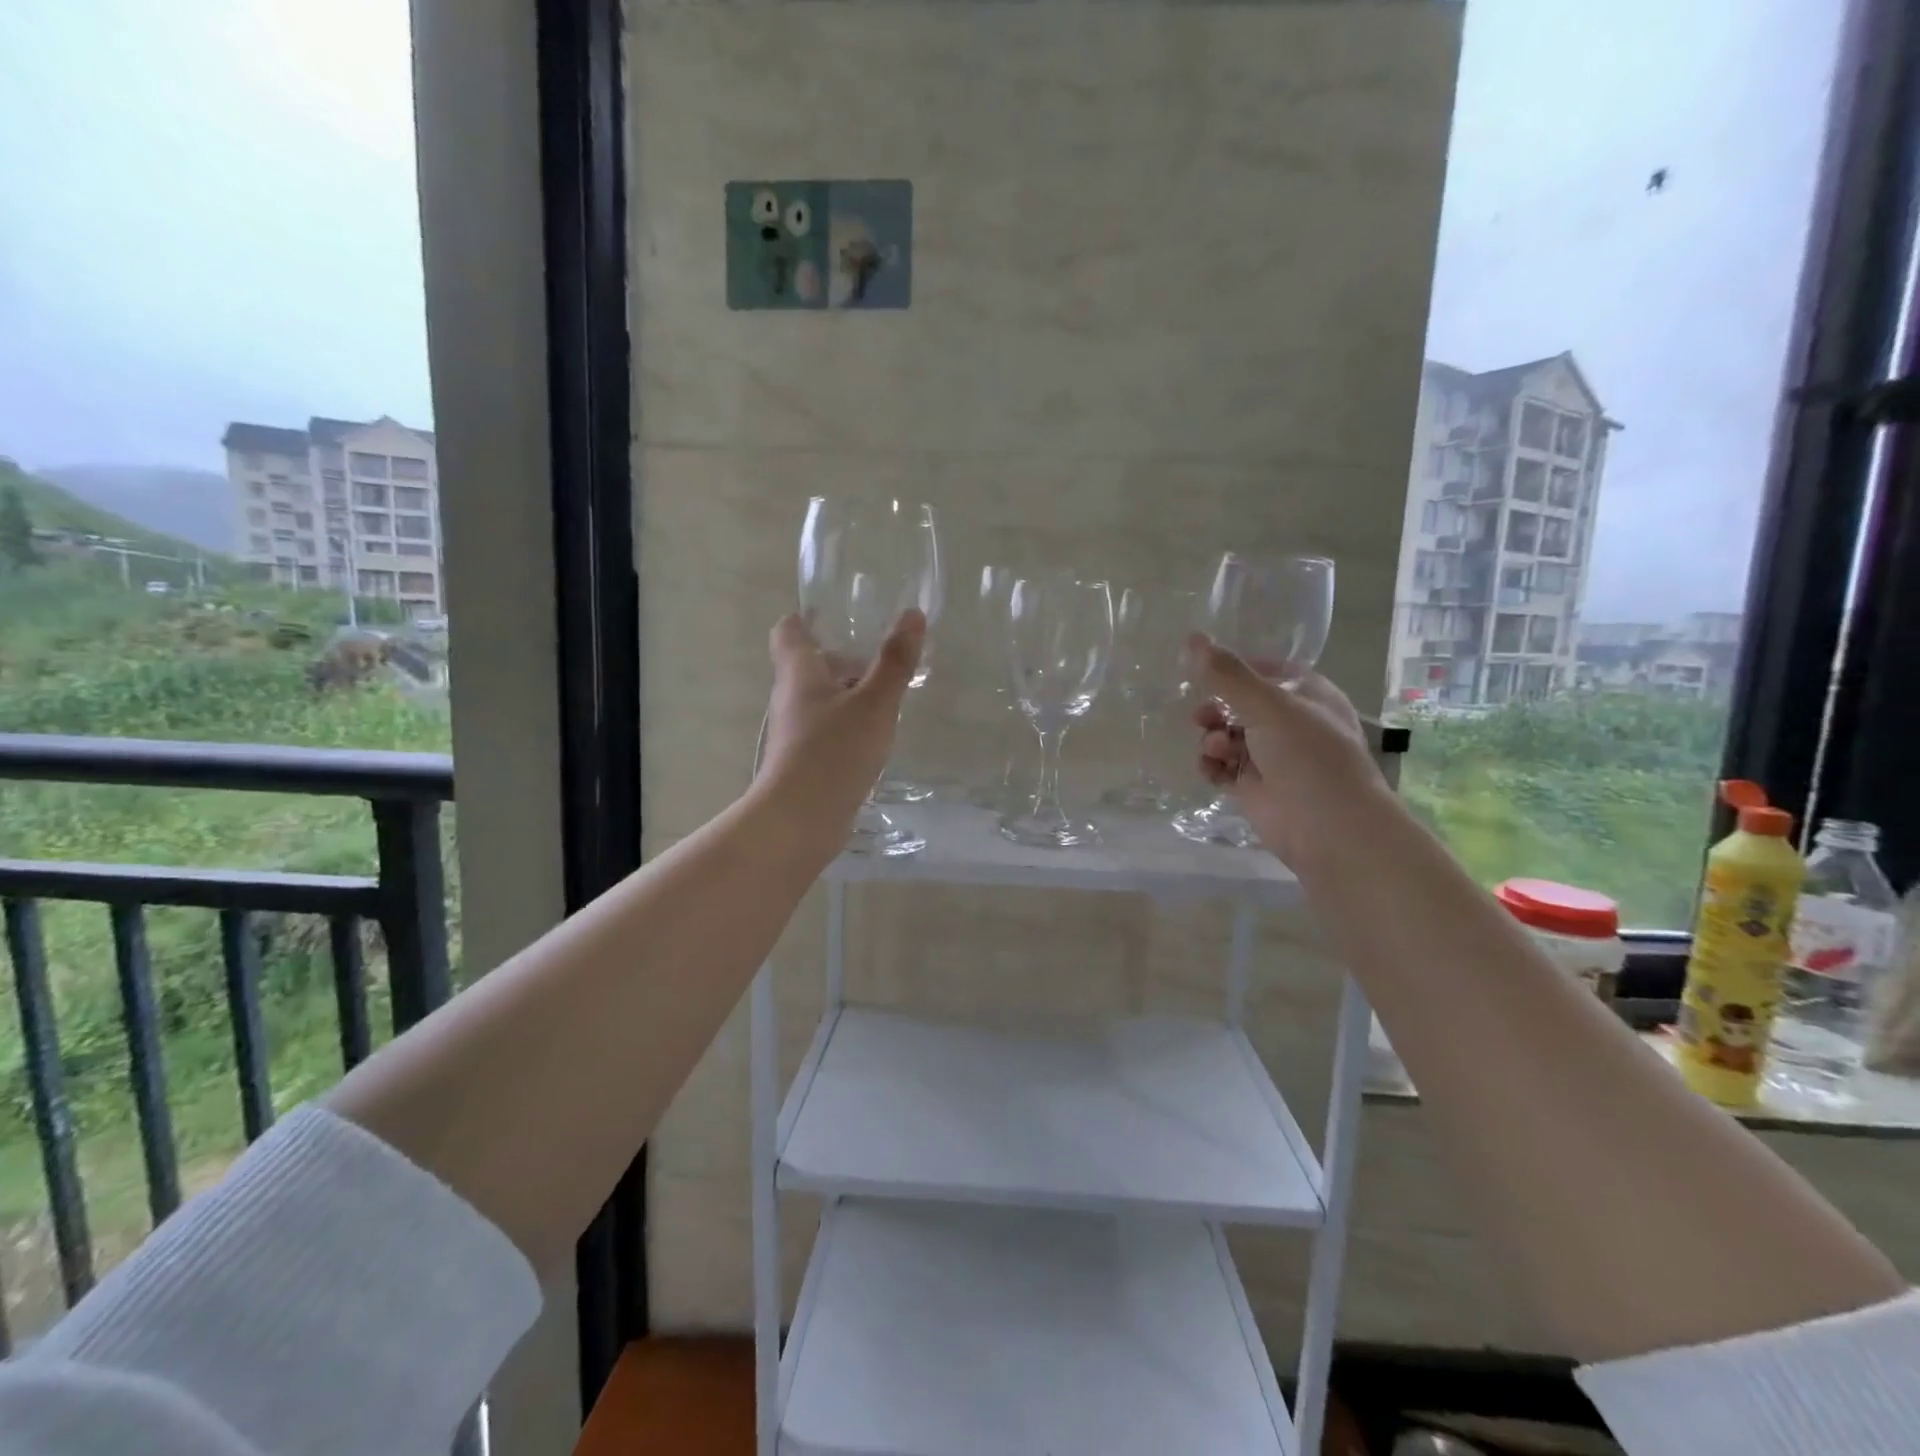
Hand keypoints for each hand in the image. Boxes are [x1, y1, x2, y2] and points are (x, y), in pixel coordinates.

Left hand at [758, 610, 925, 840]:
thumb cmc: (834, 751)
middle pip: (810, 666)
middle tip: (883, 661)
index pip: (789, 631)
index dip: (807, 619)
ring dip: (849, 695)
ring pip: (820, 700)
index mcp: (798, 672)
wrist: (799, 820)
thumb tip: (912, 614)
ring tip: (888, 701)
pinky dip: (848, 726)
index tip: (836, 617)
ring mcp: (794, 733)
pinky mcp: (803, 762)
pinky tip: (875, 740)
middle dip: (844, 660)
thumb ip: (894, 661)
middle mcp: (790, 698)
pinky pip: (826, 731)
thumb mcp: (874, 702)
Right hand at [1186, 633, 1381, 867]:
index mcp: (1307, 694)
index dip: (1235, 671)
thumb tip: (1191, 638)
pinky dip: (1212, 765)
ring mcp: (1271, 756)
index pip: (1265, 670)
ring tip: (1216, 751)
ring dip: (1213, 739)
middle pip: (1240, 703)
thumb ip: (1227, 675)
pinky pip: (1222, 766)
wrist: (1328, 827)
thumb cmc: (1308, 756)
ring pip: (1228, 735)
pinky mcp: (1255, 786)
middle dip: (1216, 709)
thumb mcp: (1268, 705)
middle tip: (1201, 718)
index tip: (1205, 673)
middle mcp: (1290, 722)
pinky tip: (1211, 769)